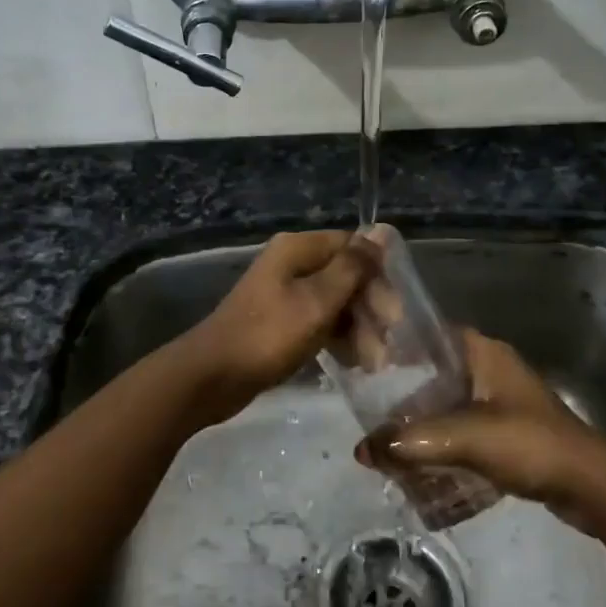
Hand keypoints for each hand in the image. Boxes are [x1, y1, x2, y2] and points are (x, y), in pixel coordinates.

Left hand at [174, 230, 377, 425]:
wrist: (212, 376)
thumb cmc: (269, 335)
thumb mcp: (317, 301)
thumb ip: (352, 267)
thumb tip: (380, 230)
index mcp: (298, 249)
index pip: (352, 248)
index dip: (377, 277)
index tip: (393, 314)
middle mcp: (291, 265)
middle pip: (345, 277)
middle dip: (369, 310)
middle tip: (385, 348)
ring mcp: (284, 294)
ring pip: (334, 303)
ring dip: (357, 330)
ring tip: (372, 364)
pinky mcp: (279, 322)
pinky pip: (318, 323)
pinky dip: (337, 339)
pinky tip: (351, 363)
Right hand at [358, 330, 605, 527]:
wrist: (591, 486)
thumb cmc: (528, 444)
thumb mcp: (464, 439)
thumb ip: (410, 443)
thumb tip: (361, 450)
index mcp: (483, 353)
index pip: (430, 336)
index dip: (398, 347)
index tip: (366, 366)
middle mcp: (491, 370)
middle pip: (435, 376)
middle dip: (405, 399)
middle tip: (373, 418)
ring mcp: (503, 402)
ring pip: (449, 406)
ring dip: (424, 426)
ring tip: (392, 447)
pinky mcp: (510, 433)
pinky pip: (465, 432)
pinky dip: (445, 446)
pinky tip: (424, 468)